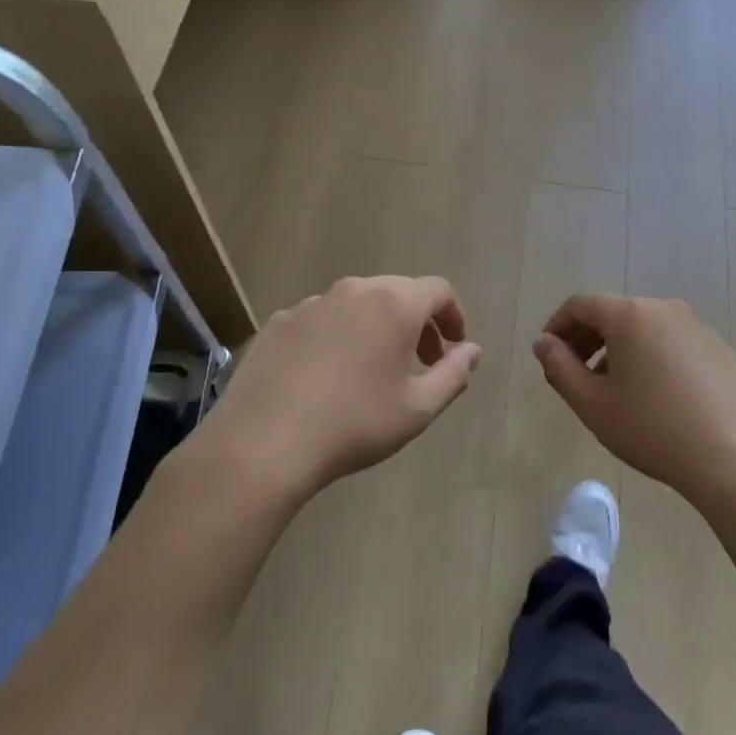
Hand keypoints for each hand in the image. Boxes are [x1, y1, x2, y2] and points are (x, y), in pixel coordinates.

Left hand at [198, 275, 480, 493]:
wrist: (263, 444)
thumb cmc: (354, 424)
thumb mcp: (418, 408)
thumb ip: (454, 374)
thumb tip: (472, 350)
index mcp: (394, 304)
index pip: (438, 290)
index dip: (453, 316)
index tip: (453, 348)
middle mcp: (353, 291)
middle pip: (398, 291)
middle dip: (418, 322)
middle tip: (420, 362)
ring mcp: (311, 304)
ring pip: (358, 304)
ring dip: (377, 327)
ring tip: (372, 370)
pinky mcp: (277, 322)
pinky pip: (322, 319)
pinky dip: (338, 336)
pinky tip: (327, 377)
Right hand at [533, 294, 735, 500]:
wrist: (734, 458)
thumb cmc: (652, 429)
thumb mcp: (593, 404)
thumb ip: (560, 368)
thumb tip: (544, 342)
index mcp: (630, 315)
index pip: (581, 305)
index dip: (557, 327)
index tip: (548, 358)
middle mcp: (665, 308)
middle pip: (614, 313)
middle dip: (587, 339)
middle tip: (574, 376)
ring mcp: (698, 327)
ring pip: (644, 329)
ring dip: (619, 350)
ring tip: (613, 391)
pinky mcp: (719, 349)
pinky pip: (672, 344)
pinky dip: (651, 358)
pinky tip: (655, 398)